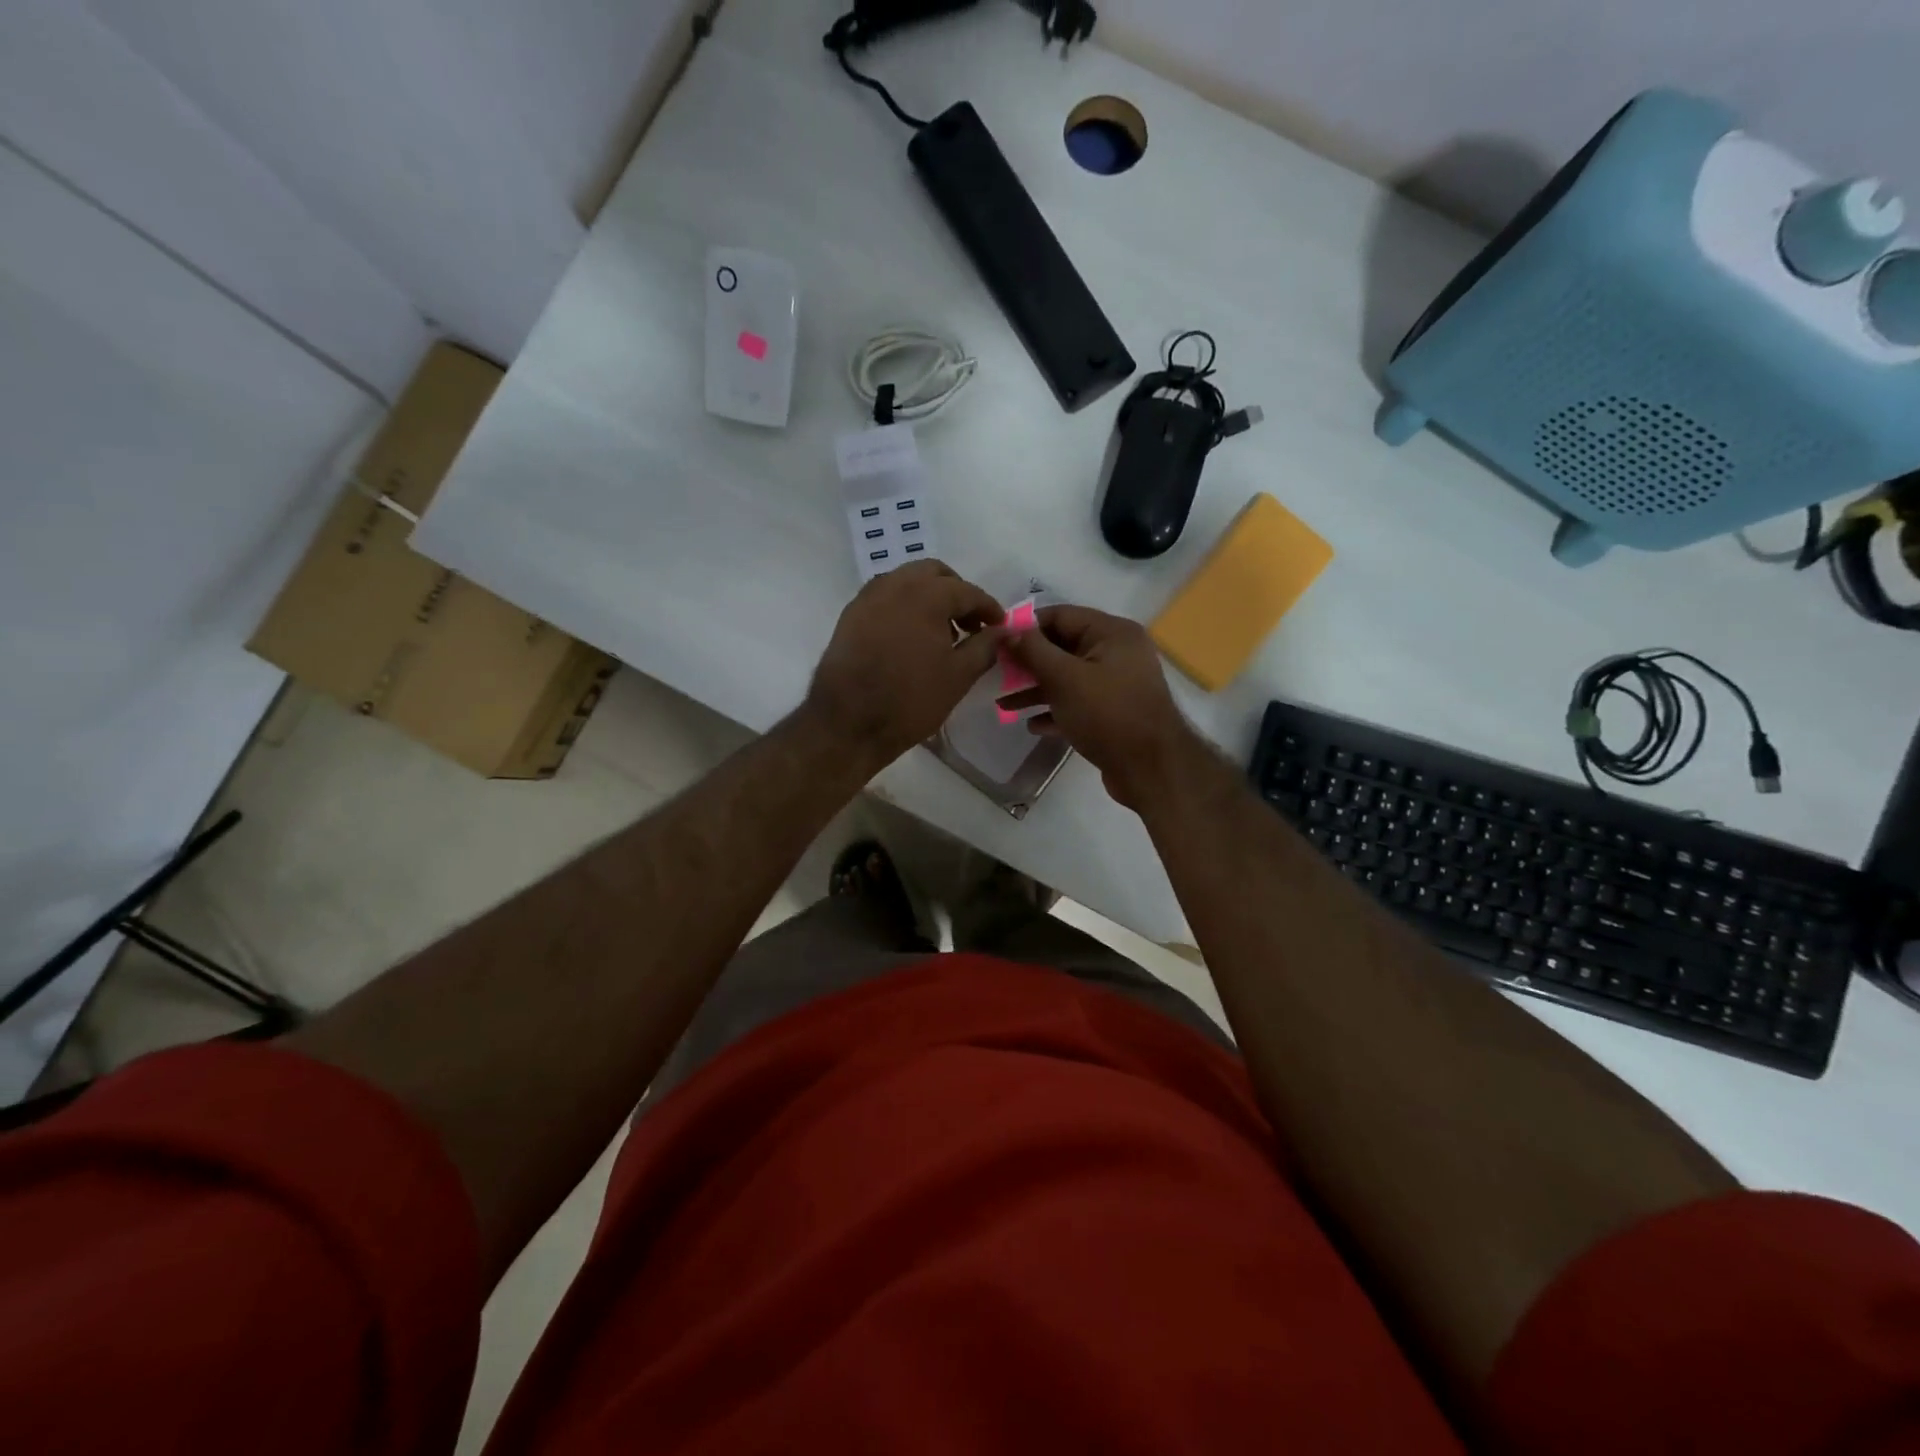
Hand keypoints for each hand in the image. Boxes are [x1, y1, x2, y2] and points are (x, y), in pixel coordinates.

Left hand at [805, 560, 1003, 771]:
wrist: (847, 722)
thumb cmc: (910, 699)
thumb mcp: (958, 676)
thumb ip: (985, 647)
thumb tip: (1003, 631)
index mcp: (926, 594)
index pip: (967, 591)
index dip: (988, 608)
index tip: (1000, 625)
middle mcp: (895, 584)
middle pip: (935, 574)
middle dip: (957, 593)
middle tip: (970, 624)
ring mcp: (868, 597)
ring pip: (907, 581)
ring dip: (929, 596)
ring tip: (941, 632)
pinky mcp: (850, 615)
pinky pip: (885, 597)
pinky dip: (904, 606)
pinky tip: (911, 637)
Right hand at [1002, 605, 1210, 809]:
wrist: (1151, 769)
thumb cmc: (1108, 714)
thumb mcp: (1065, 678)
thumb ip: (1033, 651)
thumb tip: (1007, 631)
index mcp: (1112, 633)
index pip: (1061, 616)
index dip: (1026, 627)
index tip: (996, 641)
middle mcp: (1117, 653)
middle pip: (1063, 648)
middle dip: (1028, 662)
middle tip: (996, 674)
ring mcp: (1117, 685)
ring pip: (1068, 679)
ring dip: (1036, 690)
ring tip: (1004, 704)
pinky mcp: (1113, 714)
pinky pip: (1078, 704)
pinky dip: (1055, 711)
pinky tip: (1032, 725)